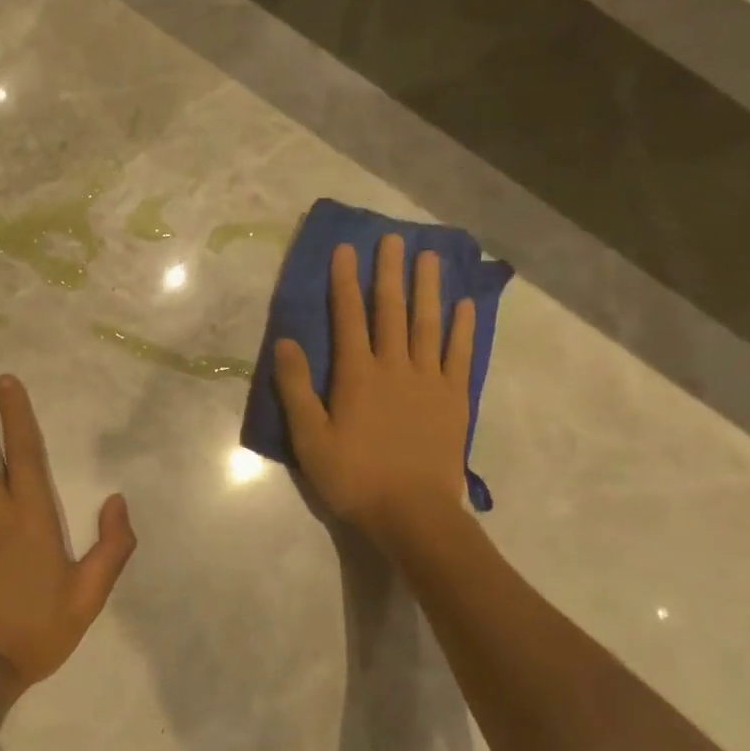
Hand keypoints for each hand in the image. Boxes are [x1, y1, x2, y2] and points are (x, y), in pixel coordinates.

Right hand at [275, 236, 474, 546]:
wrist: (413, 512)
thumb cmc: (355, 478)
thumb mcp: (310, 439)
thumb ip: (296, 388)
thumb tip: (286, 342)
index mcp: (357, 375)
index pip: (348, 317)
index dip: (344, 282)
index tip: (346, 249)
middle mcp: (394, 366)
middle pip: (391, 310)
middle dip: (389, 272)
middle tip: (393, 238)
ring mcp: (429, 380)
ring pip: (427, 324)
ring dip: (428, 288)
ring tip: (430, 256)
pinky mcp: (454, 398)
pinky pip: (459, 354)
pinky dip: (461, 328)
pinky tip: (463, 305)